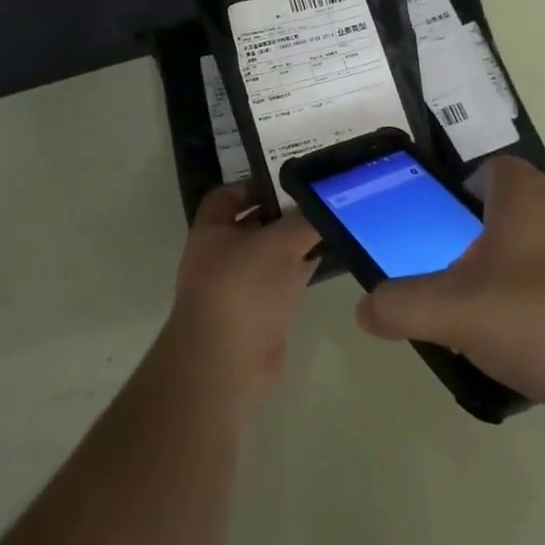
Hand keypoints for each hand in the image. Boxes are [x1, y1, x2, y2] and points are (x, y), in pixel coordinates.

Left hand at [163, 186, 319, 414]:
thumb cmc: (242, 289)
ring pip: (272, 255)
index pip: (227, 196)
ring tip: (332, 222)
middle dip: (284, 213)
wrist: (227, 364)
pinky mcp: (261, 314)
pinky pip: (284, 282)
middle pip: (254, 224)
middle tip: (320, 199)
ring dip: (297, 243)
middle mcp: (222, 255)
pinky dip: (303, 270)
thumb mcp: (277, 243)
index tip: (287, 180)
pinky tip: (330, 258)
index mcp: (211, 231)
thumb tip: (325, 200)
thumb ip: (303, 220)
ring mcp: (240, 287)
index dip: (254, 185)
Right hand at [355, 156, 544, 443]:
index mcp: (528, 195)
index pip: (489, 169)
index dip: (462, 193)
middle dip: (491, 241)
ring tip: (510, 325)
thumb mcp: (460, 315)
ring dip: (530, 273)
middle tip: (468, 286)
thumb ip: (404, 307)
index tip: (446, 233)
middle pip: (520, 209)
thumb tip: (365, 308)